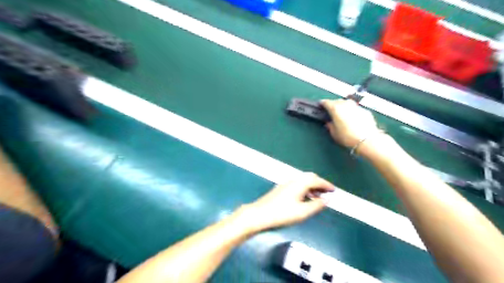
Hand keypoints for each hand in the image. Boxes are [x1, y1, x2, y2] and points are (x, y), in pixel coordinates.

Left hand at [238, 173, 333, 232]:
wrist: (259, 214)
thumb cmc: (282, 214)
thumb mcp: (303, 212)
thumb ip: (316, 205)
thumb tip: (327, 199)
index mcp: (300, 183)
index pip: (317, 180)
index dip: (327, 185)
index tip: (334, 190)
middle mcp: (293, 180)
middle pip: (309, 177)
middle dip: (319, 184)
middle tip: (326, 192)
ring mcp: (285, 184)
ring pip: (302, 181)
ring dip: (312, 187)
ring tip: (317, 197)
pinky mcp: (280, 189)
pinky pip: (297, 185)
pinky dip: (304, 189)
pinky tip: (304, 199)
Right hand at [321, 100, 379, 147]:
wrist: (367, 140)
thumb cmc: (348, 137)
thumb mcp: (334, 134)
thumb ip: (330, 126)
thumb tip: (329, 123)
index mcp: (335, 109)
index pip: (326, 102)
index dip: (322, 104)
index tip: (320, 105)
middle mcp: (345, 105)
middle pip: (337, 101)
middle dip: (333, 104)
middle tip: (331, 111)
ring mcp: (356, 106)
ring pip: (347, 103)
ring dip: (343, 106)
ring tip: (342, 113)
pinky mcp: (365, 111)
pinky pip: (355, 109)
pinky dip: (352, 111)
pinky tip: (353, 119)